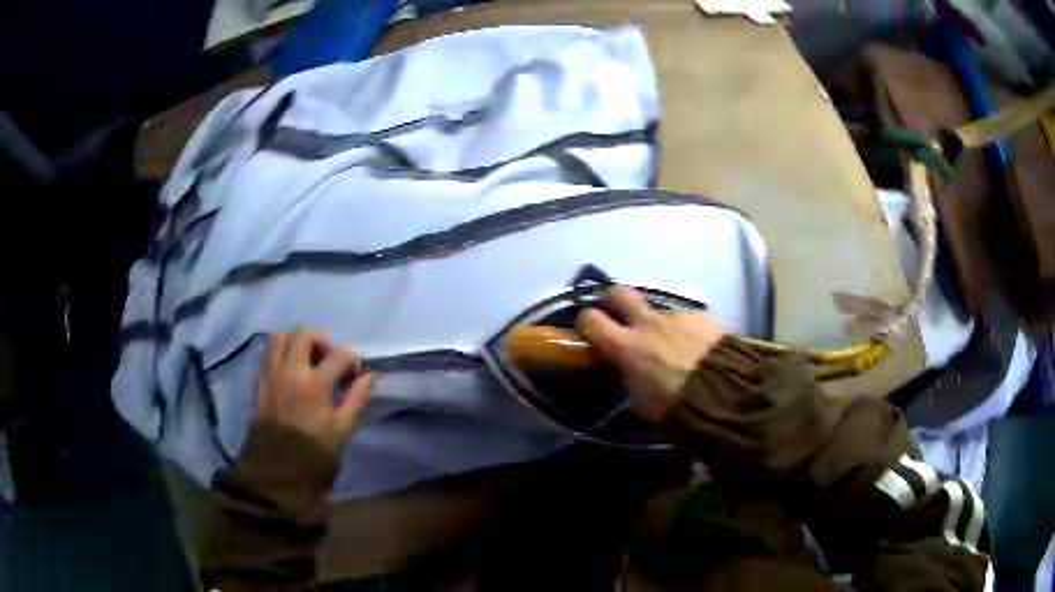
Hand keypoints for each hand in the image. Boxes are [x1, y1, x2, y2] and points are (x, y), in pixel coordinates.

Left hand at [255, 328, 376, 452]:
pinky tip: (289, 368)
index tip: (355, 374)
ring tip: (305, 358)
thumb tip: (368, 375)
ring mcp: (271, 373)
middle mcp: (290, 370)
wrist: (280, 468)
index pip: (339, 355)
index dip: (352, 360)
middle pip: (305, 334)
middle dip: (322, 341)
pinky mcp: (259, 380)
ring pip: (281, 336)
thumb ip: (357, 398)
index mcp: (314, 384)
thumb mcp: (343, 429)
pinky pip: (267, 352)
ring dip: (296, 341)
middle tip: (328, 359)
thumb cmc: (316, 451)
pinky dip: (280, 351)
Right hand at [576, 287, 727, 420]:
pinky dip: (688, 331)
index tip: (589, 330)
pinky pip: (688, 320)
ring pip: (660, 312)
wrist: (725, 395)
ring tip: (675, 347)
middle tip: (619, 314)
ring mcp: (677, 316)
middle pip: (619, 292)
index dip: (586, 322)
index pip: (590, 319)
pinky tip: (699, 348)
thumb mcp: (641, 402)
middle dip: (614, 299)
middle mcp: (648, 323)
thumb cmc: (675, 407)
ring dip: (661, 325)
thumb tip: (625, 370)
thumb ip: (629, 378)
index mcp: (626, 346)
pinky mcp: (703, 317)